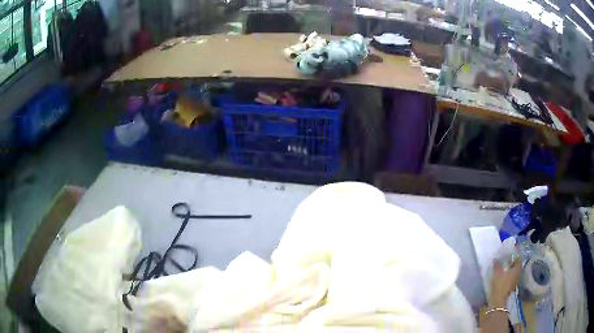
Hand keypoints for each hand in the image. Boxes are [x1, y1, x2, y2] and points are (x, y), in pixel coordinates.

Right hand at [490, 258, 521, 307]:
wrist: (498, 300)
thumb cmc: (500, 284)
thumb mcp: (497, 272)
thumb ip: (497, 264)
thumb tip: (496, 259)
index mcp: (517, 268)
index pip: (518, 258)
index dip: (513, 255)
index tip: (508, 253)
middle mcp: (518, 273)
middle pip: (516, 265)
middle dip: (511, 263)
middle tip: (505, 260)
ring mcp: (515, 281)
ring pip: (513, 272)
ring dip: (509, 270)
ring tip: (503, 268)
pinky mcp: (511, 287)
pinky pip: (511, 278)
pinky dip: (508, 276)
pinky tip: (503, 276)